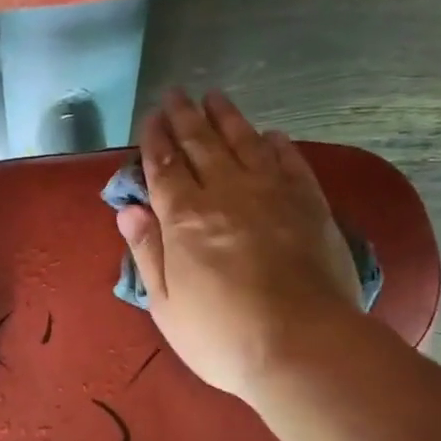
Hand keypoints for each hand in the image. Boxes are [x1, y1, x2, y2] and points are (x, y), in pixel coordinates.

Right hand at [115, 89, 364, 404]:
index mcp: (184, 218)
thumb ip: (147, 252)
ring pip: (245, 142)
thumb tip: (129, 210)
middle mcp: (227, 193)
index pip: (164, 166)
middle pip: (202, 144)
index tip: (150, 117)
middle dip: (185, 117)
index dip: (155, 140)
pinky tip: (269, 135)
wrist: (301, 345)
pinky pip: (289, 161)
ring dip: (227, 118)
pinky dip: (276, 144)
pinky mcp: (310, 204)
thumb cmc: (221, 336)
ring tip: (214, 97)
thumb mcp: (166, 305)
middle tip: (176, 94)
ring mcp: (273, 194)